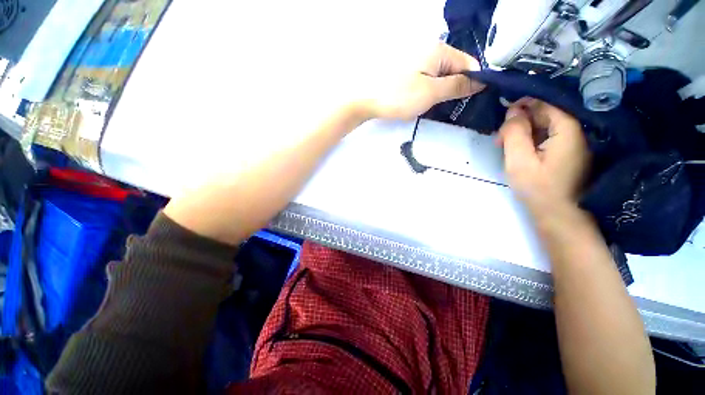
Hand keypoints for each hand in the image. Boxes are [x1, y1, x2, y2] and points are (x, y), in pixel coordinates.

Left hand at [358, 43, 484, 120]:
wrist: (365, 99)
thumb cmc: (399, 96)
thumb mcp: (431, 93)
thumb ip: (457, 86)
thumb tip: (481, 81)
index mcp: (439, 50)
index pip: (468, 63)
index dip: (471, 82)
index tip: (465, 101)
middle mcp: (429, 48)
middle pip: (453, 68)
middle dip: (453, 87)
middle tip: (445, 106)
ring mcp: (415, 58)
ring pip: (438, 74)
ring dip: (439, 90)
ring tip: (430, 105)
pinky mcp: (406, 69)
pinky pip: (425, 77)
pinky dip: (427, 88)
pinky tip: (420, 99)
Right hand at [498, 98, 590, 217]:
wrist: (561, 217)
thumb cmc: (539, 190)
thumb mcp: (519, 161)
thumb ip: (514, 133)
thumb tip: (512, 110)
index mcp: (568, 129)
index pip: (543, 103)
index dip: (520, 107)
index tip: (501, 121)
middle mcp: (577, 130)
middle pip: (546, 113)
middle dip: (520, 122)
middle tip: (500, 141)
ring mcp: (577, 142)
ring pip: (546, 125)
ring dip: (524, 132)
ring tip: (506, 148)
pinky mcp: (572, 152)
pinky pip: (550, 136)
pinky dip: (533, 140)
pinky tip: (520, 152)